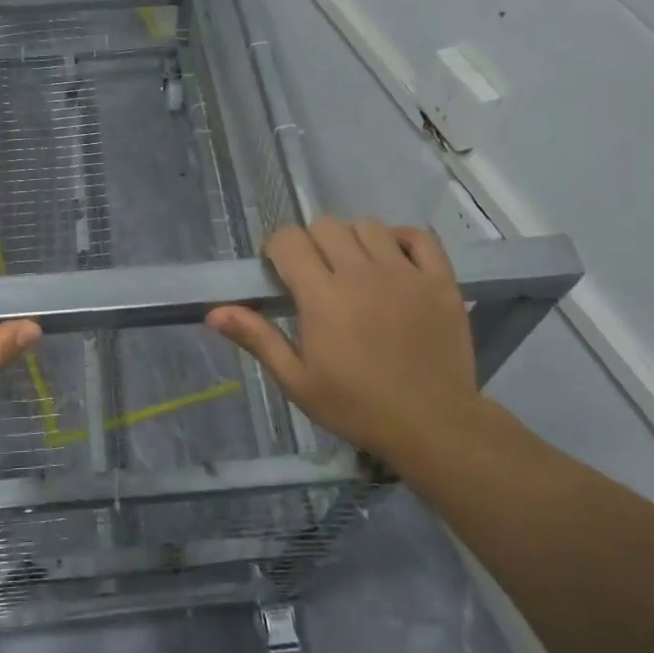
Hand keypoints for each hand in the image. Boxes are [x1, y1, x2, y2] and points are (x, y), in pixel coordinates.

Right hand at [206, 217, 486, 467]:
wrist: (433, 426)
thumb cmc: (357, 407)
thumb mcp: (297, 381)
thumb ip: (258, 339)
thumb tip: (213, 313)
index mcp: (323, 297)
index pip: (289, 240)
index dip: (277, 249)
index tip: (279, 272)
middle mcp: (362, 274)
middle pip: (326, 226)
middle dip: (311, 243)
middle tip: (315, 274)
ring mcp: (405, 273)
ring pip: (369, 226)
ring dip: (352, 239)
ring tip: (353, 268)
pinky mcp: (439, 280)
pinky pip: (419, 237)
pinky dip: (401, 238)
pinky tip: (392, 259)